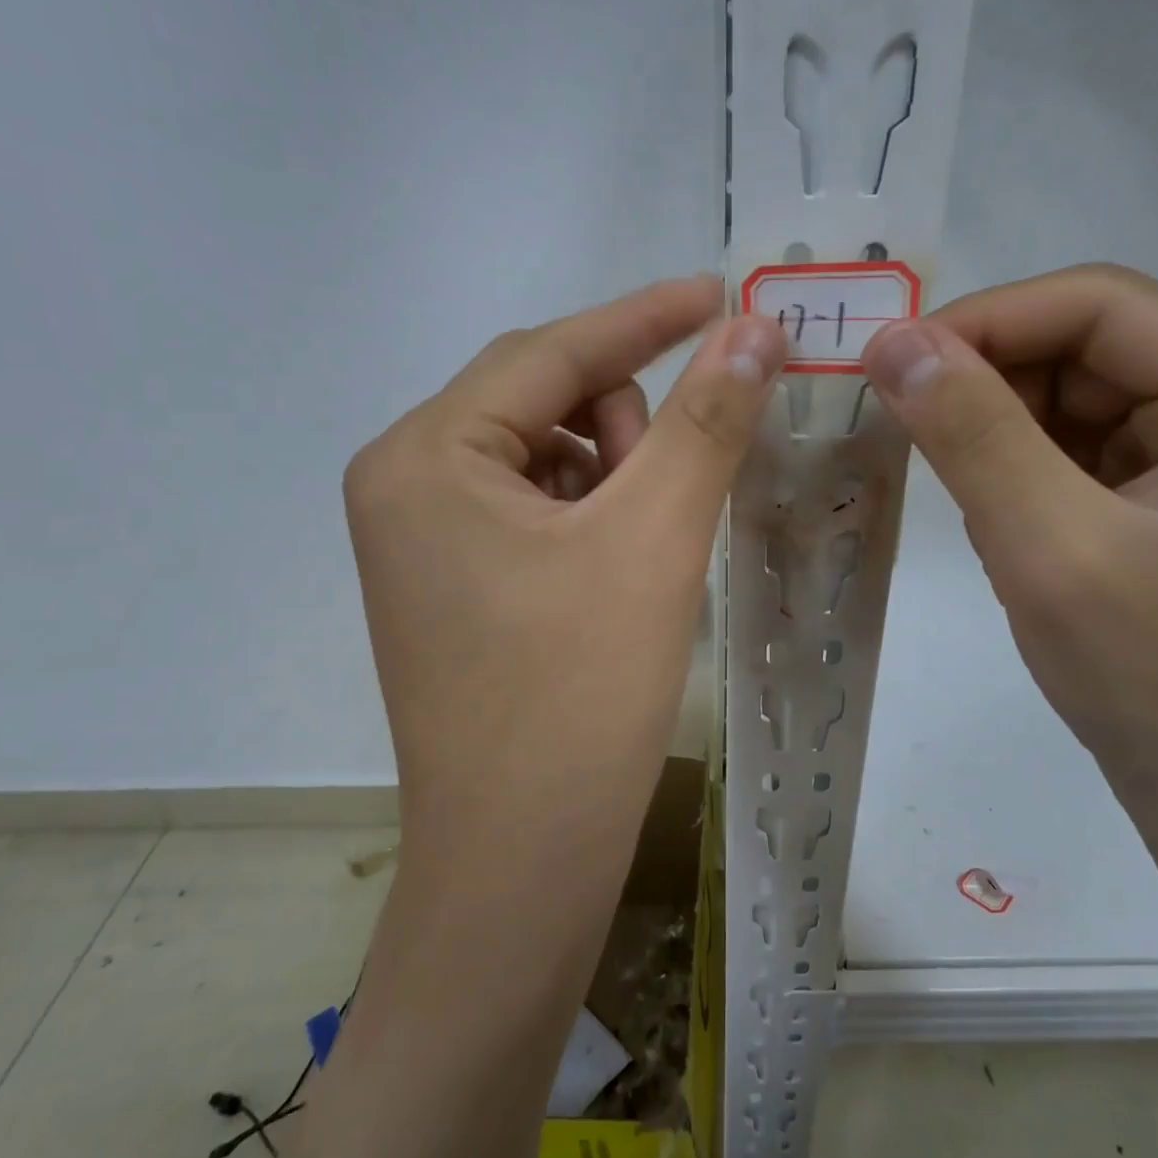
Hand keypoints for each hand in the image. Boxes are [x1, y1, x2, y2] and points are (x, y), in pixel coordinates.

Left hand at [343, 275, 785, 851]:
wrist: (520, 863)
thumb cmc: (577, 697)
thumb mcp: (651, 542)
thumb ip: (703, 421)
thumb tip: (753, 331)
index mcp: (424, 455)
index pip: (549, 352)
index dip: (643, 317)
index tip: (721, 293)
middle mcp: (404, 483)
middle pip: (542, 402)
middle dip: (623, 431)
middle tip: (667, 506)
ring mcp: (421, 539)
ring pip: (546, 458)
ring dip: (613, 480)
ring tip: (644, 557)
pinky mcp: (450, 584)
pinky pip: (534, 511)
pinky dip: (591, 520)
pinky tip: (618, 580)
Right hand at [860, 263, 1157, 820]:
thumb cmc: (1153, 677)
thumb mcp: (1048, 547)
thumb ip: (971, 434)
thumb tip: (891, 341)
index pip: (1100, 305)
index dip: (984, 320)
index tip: (888, 361)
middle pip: (1088, 343)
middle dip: (986, 375)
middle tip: (895, 414)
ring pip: (1075, 391)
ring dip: (995, 420)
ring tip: (938, 466)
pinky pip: (1079, 440)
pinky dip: (1017, 457)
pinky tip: (987, 499)